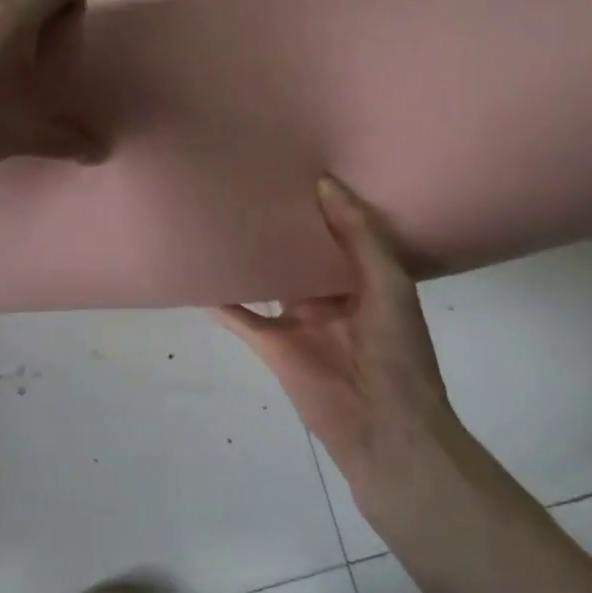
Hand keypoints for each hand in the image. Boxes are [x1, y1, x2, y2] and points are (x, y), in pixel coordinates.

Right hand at [210, 177, 460, 500]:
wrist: (385, 426)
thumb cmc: (397, 348)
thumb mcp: (388, 281)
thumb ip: (358, 234)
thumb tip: (324, 183)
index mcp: (363, 278)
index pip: (337, 232)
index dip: (319, 204)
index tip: (296, 167)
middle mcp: (327, 295)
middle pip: (296, 254)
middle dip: (279, 225)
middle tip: (250, 182)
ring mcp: (295, 320)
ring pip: (265, 279)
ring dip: (246, 255)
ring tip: (218, 214)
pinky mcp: (270, 344)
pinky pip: (238, 316)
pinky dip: (216, 299)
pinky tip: (194, 273)